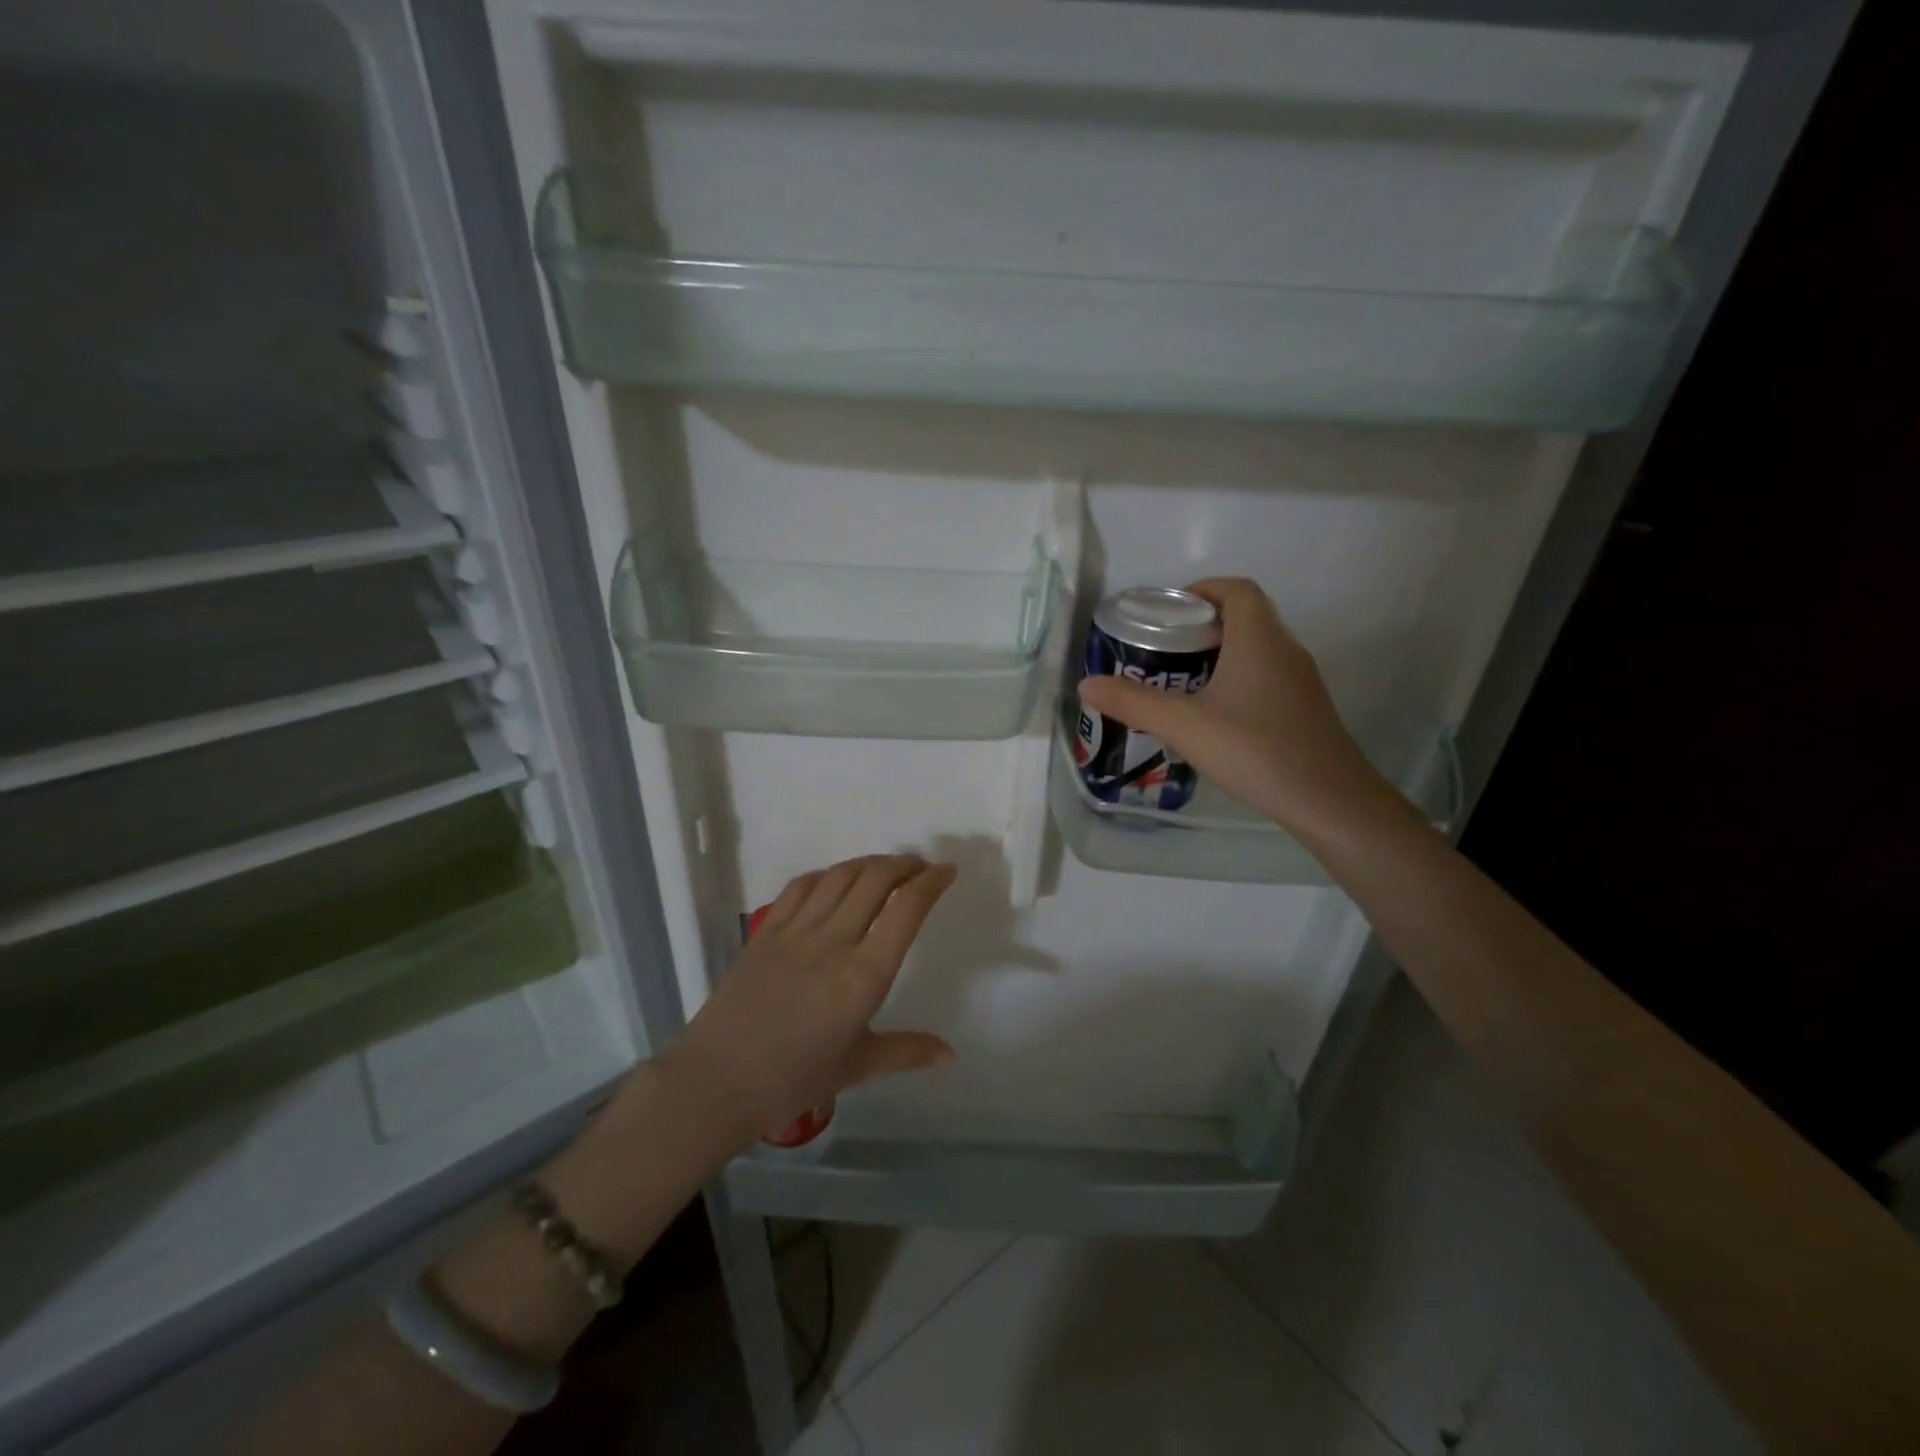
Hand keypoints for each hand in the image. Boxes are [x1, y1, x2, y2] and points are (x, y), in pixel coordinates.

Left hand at [665, 855, 956, 1148]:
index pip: (906, 910)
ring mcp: (796, 931)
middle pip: (875, 879)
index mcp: (864, 975)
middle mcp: (834, 941)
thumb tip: (949, 1053)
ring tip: (885, 869)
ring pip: (840, 876)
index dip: (931, 883)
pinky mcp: (766, 931)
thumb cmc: (792, 1081)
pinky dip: (827, 874)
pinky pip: (801, 887)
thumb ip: (906, 1052)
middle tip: (920, 868)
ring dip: (869, 863)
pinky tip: (834, 880)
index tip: (946, 872)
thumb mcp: (857, 1067)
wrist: (716, 1082)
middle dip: (905, 864)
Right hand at [1078, 578, 1404, 842]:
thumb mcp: (1183, 725)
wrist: (1328, 801)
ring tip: (1181, 683)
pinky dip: (1237, 680)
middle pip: (1245, 616)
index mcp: (1258, 639)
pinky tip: (1215, 716)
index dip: (1202, 590)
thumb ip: (1132, 703)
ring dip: (1220, 655)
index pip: (1236, 590)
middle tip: (1164, 651)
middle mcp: (1285, 649)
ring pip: (1257, 649)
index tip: (1169, 613)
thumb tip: (1087, 684)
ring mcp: (1301, 680)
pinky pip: (1267, 676)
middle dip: (1202, 626)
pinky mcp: (1305, 709)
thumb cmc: (1254, 749)